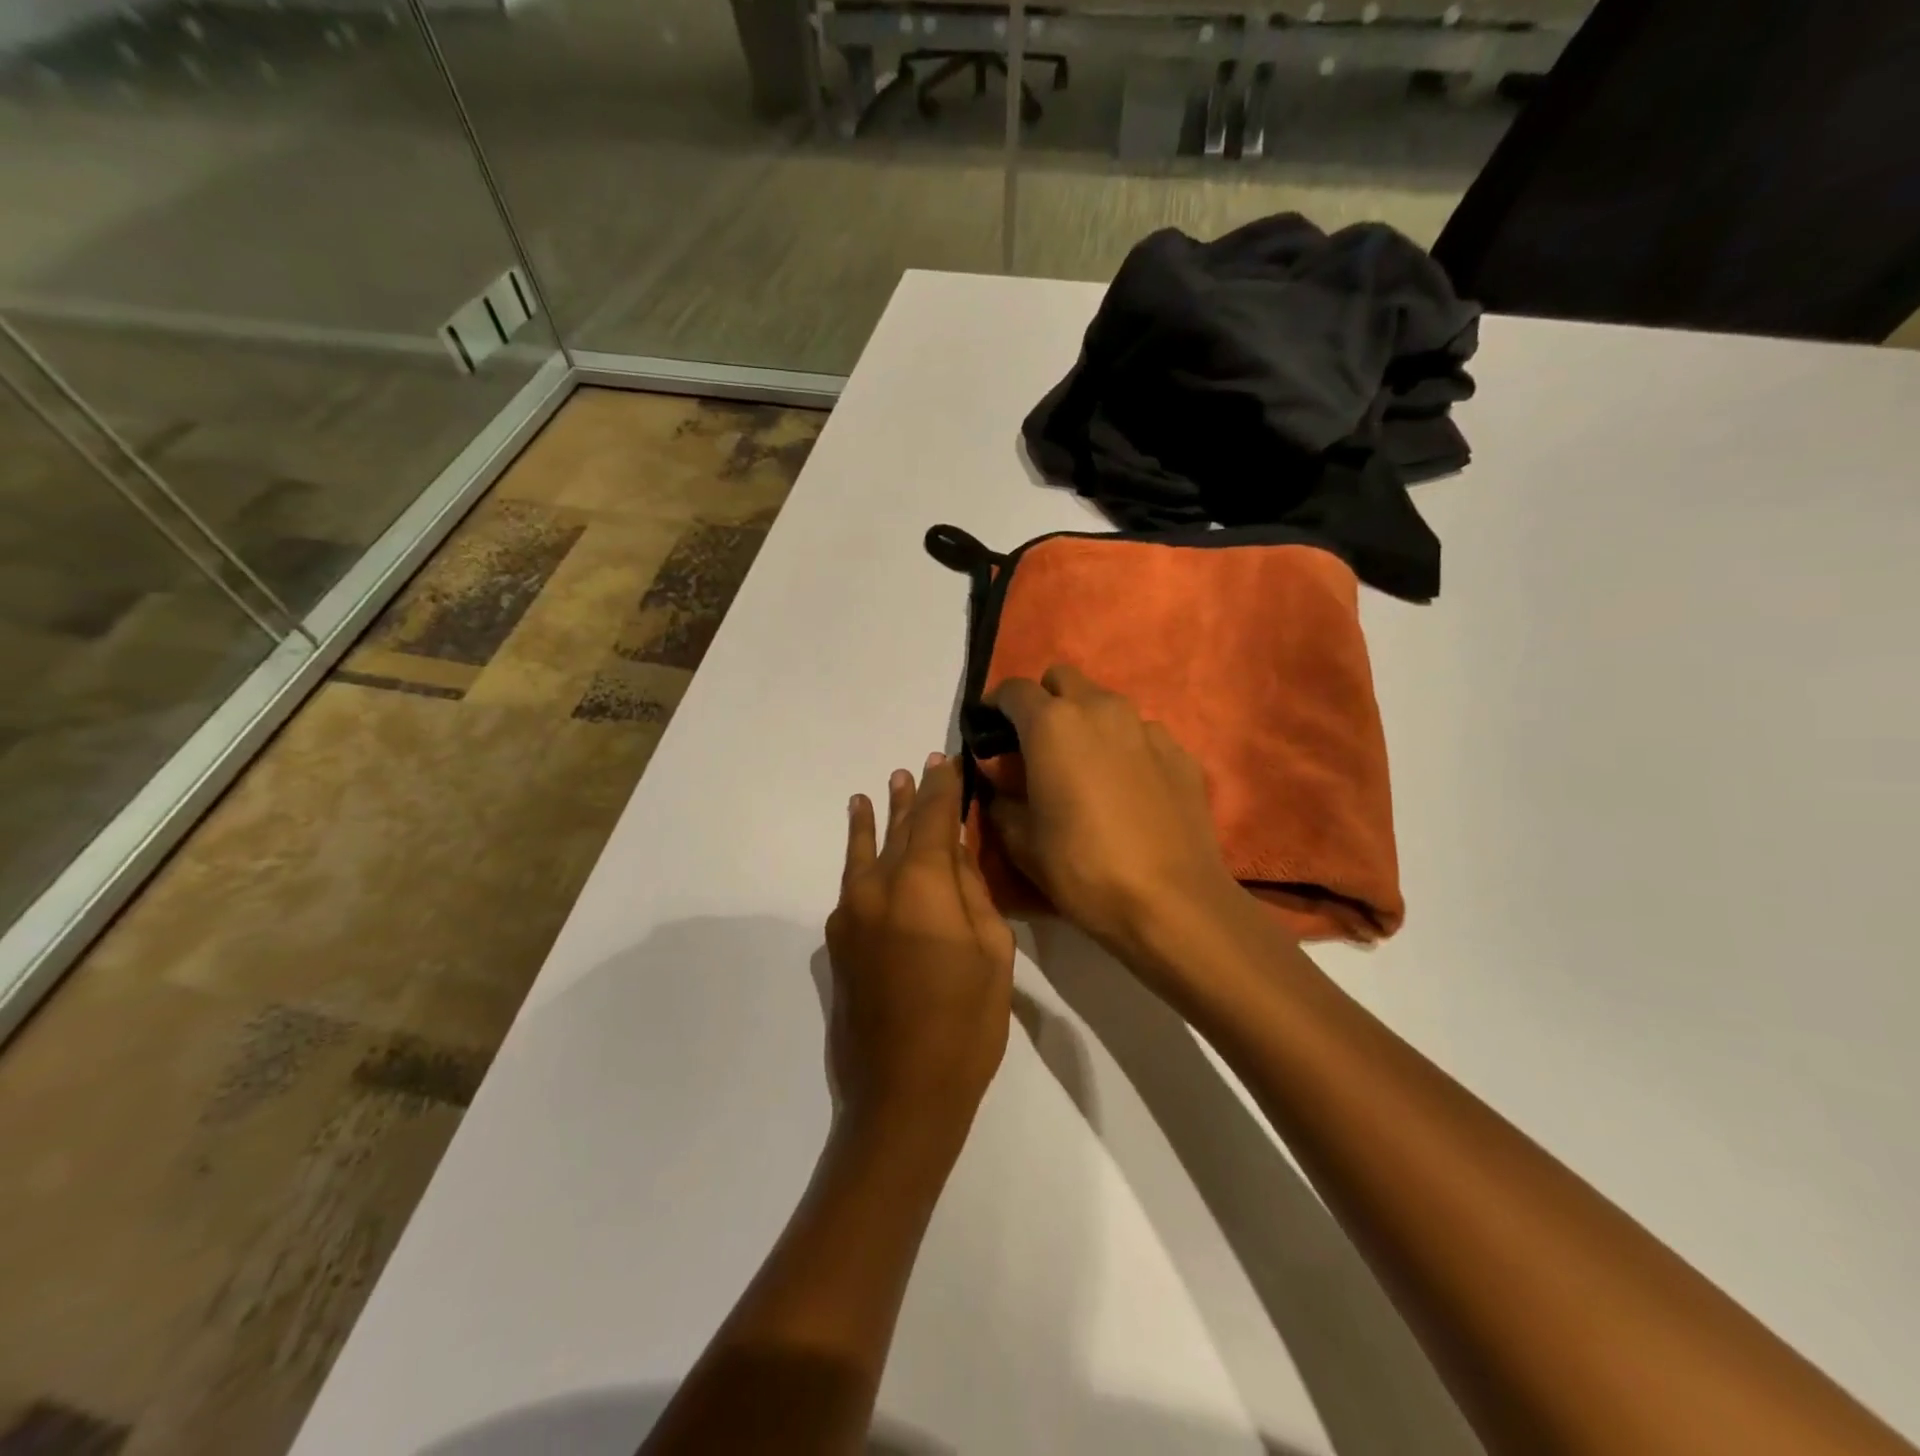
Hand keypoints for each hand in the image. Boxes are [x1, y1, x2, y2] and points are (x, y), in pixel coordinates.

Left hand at [826, 753, 1014, 1155]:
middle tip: (915, 767)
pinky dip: (859, 858)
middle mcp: (877, 887)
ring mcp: (850, 914)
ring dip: (874, 820)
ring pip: (865, 852)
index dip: (943, 786)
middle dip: (911, 797)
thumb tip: (953, 852)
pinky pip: (852, 885)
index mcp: (921, 884)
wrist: (902, 1093)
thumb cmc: (966, 1023)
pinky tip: (861, 850)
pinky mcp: (837, 941)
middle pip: (898, 830)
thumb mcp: (992, 951)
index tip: (949, 759)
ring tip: (875, 791)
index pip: (934, 818)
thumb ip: (972, 891)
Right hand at [989, 665, 1245, 960]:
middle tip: (1037, 747)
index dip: (996, 708)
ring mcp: (1146, 727)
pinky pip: (1140, 734)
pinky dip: (1125, 748)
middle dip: (1044, 702)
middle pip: (1063, 679)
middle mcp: (1101, 709)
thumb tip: (999, 778)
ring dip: (1086, 723)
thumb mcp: (1021, 841)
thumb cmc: (1083, 869)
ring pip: (1105, 704)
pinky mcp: (1180, 751)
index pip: (1013, 689)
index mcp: (1052, 724)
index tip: (990, 735)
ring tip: (1085, 769)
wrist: (1172, 902)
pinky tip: (1127, 790)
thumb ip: (1000, 797)